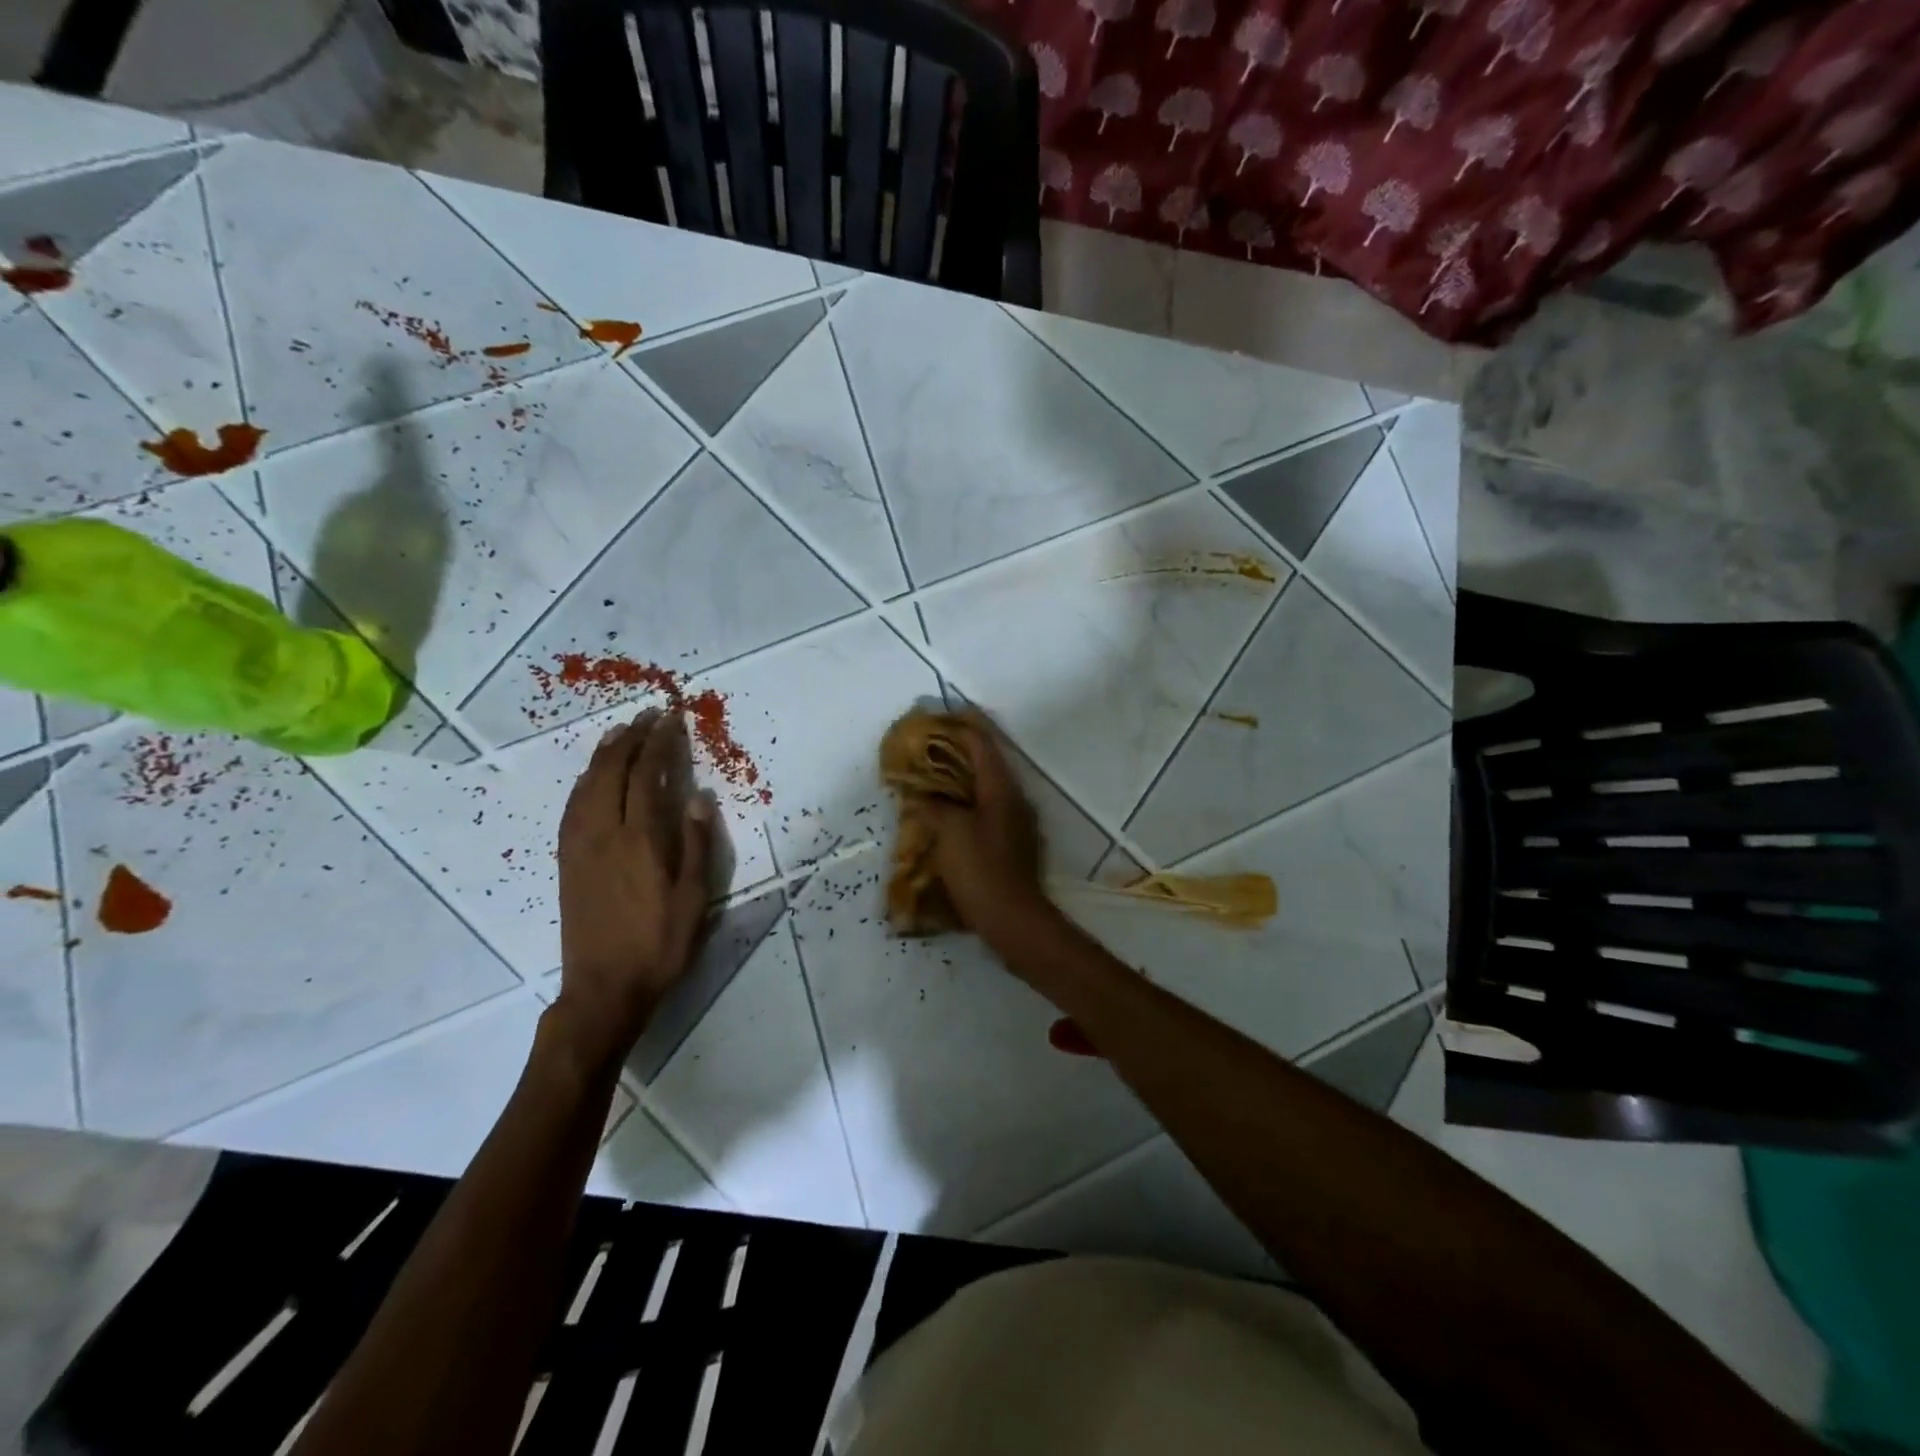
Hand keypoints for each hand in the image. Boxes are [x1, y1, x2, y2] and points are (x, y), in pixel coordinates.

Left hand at [556, 710, 713, 1061]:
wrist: (603, 988)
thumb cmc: (660, 944)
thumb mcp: (695, 898)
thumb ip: (698, 844)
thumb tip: (699, 796)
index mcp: (641, 839)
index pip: (649, 775)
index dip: (660, 743)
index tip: (671, 719)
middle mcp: (605, 832)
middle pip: (613, 771)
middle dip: (632, 738)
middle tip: (649, 715)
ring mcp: (580, 845)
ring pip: (587, 784)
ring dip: (605, 752)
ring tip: (621, 732)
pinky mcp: (567, 859)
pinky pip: (573, 805)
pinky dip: (585, 779)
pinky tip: (593, 775)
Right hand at [922, 713, 1053, 939]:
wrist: (1013, 920)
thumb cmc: (981, 871)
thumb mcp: (949, 833)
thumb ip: (933, 806)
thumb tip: (920, 795)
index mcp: (1001, 790)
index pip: (982, 745)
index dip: (960, 728)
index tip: (936, 719)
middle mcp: (1015, 800)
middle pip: (986, 765)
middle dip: (957, 754)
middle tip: (928, 749)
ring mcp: (1017, 824)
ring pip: (986, 790)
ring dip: (961, 781)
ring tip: (932, 780)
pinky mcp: (1013, 845)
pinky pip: (987, 813)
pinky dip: (967, 805)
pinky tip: (947, 816)